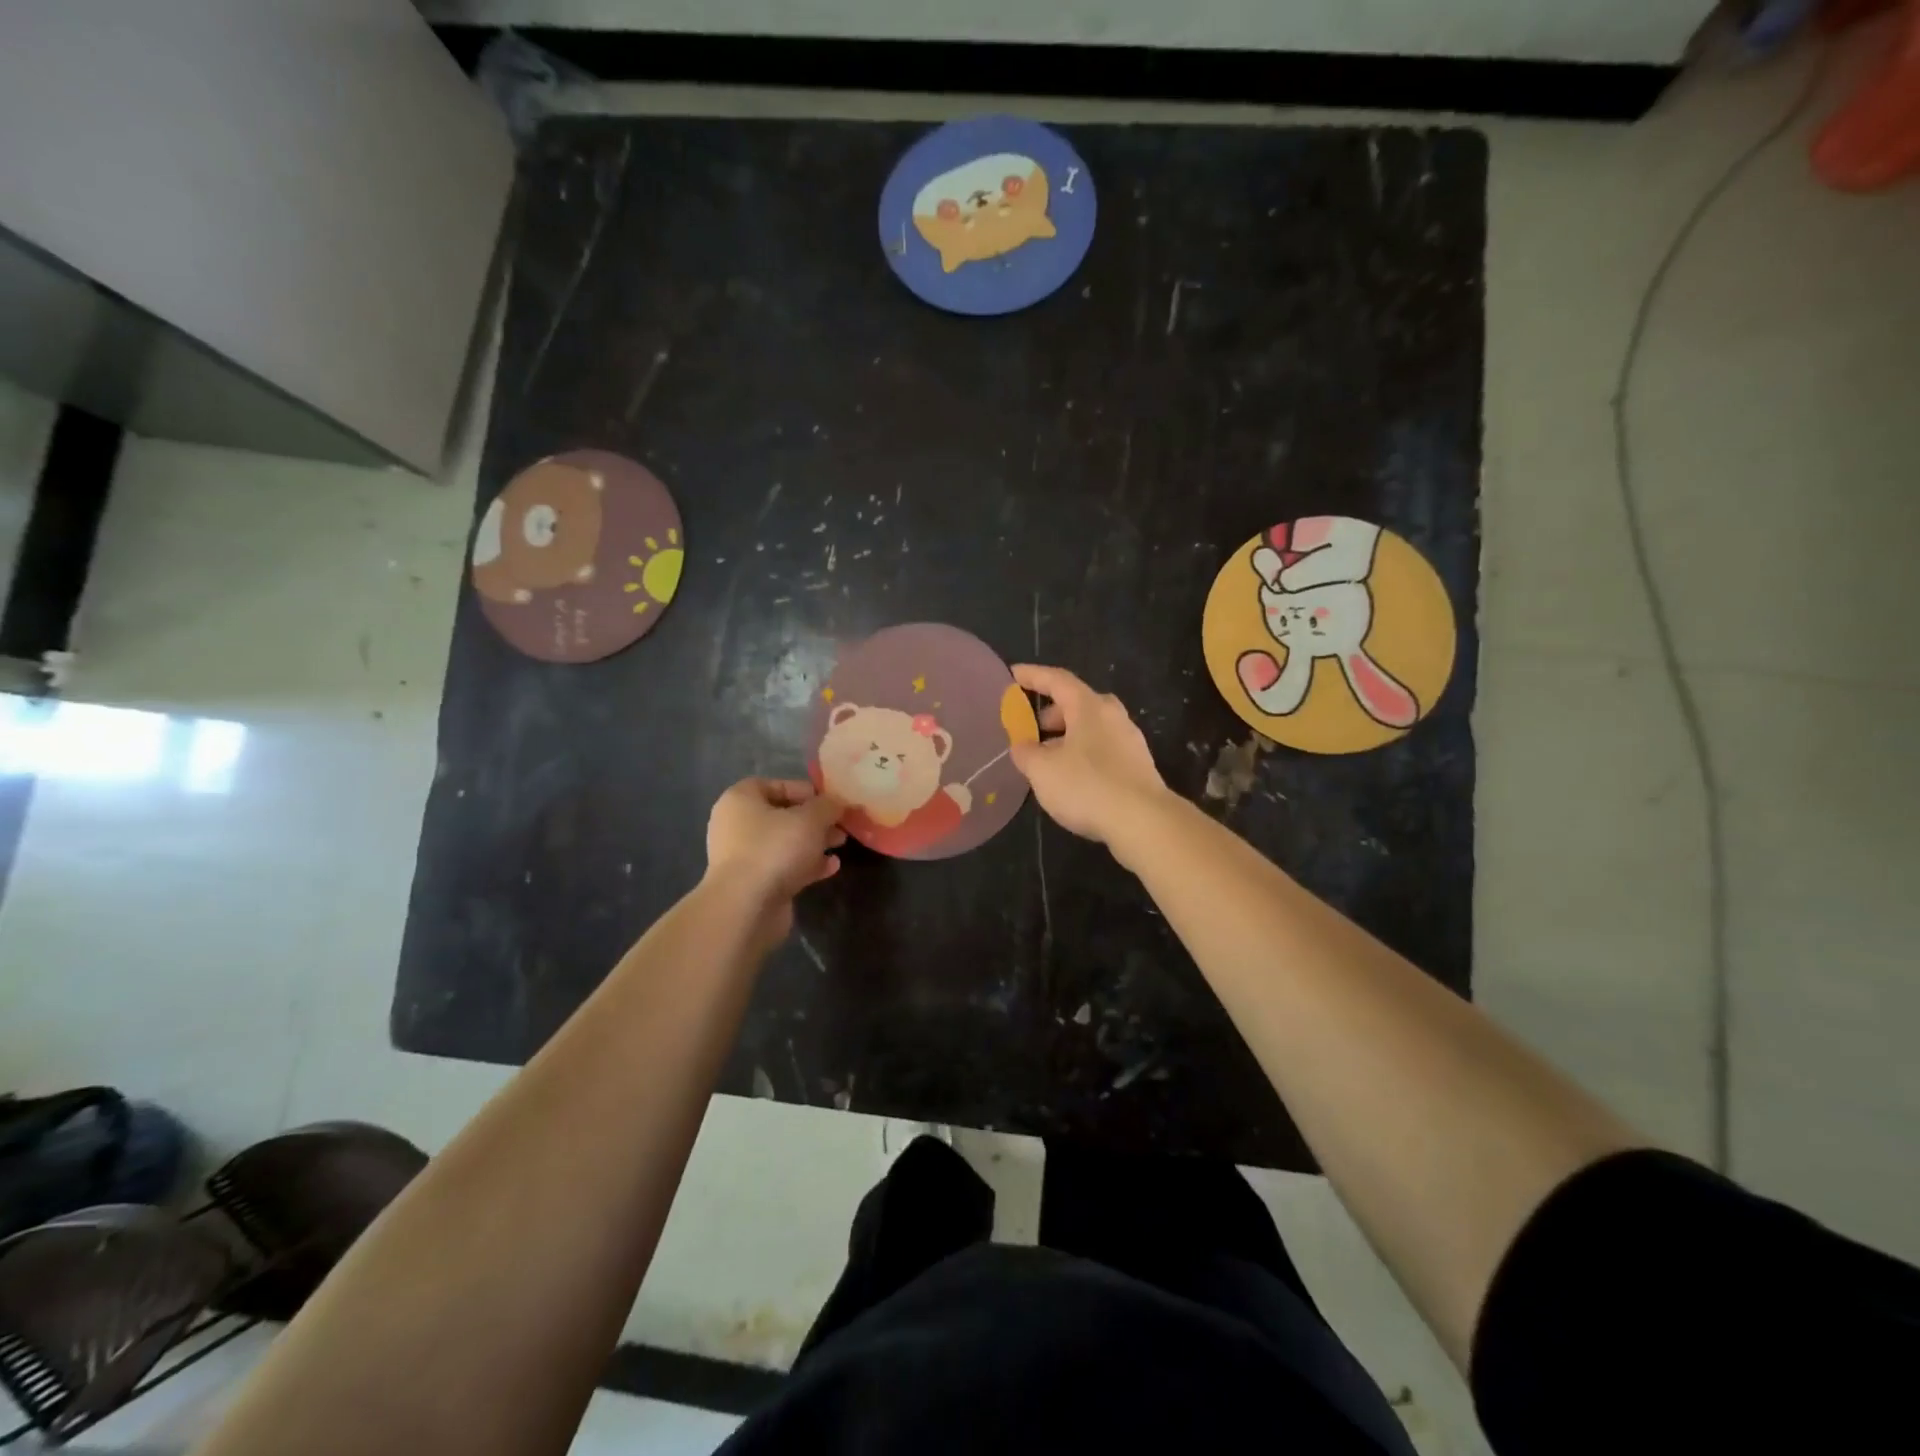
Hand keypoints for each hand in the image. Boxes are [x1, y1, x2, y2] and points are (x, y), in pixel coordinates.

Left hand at [704, 778, 845, 944]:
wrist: (746, 906)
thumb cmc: (775, 848)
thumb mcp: (810, 818)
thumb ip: (828, 806)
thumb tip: (838, 802)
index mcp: (741, 799)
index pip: (776, 785)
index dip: (806, 790)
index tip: (831, 801)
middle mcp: (736, 825)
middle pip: (782, 815)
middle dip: (815, 820)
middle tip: (841, 825)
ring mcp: (743, 857)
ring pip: (785, 842)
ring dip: (813, 843)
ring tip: (840, 844)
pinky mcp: (753, 883)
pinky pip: (783, 867)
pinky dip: (806, 865)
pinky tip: (831, 867)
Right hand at [1008, 664, 1171, 846]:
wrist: (1143, 821)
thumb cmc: (1087, 786)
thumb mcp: (1042, 770)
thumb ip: (1026, 753)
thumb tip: (1022, 746)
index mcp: (1089, 707)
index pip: (1057, 680)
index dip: (1033, 676)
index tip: (1013, 673)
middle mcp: (1113, 716)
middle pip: (1078, 703)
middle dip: (1052, 713)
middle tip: (1032, 729)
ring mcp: (1130, 740)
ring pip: (1092, 728)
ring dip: (1068, 736)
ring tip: (1048, 759)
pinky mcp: (1138, 766)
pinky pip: (1104, 749)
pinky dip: (1083, 754)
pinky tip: (1072, 778)